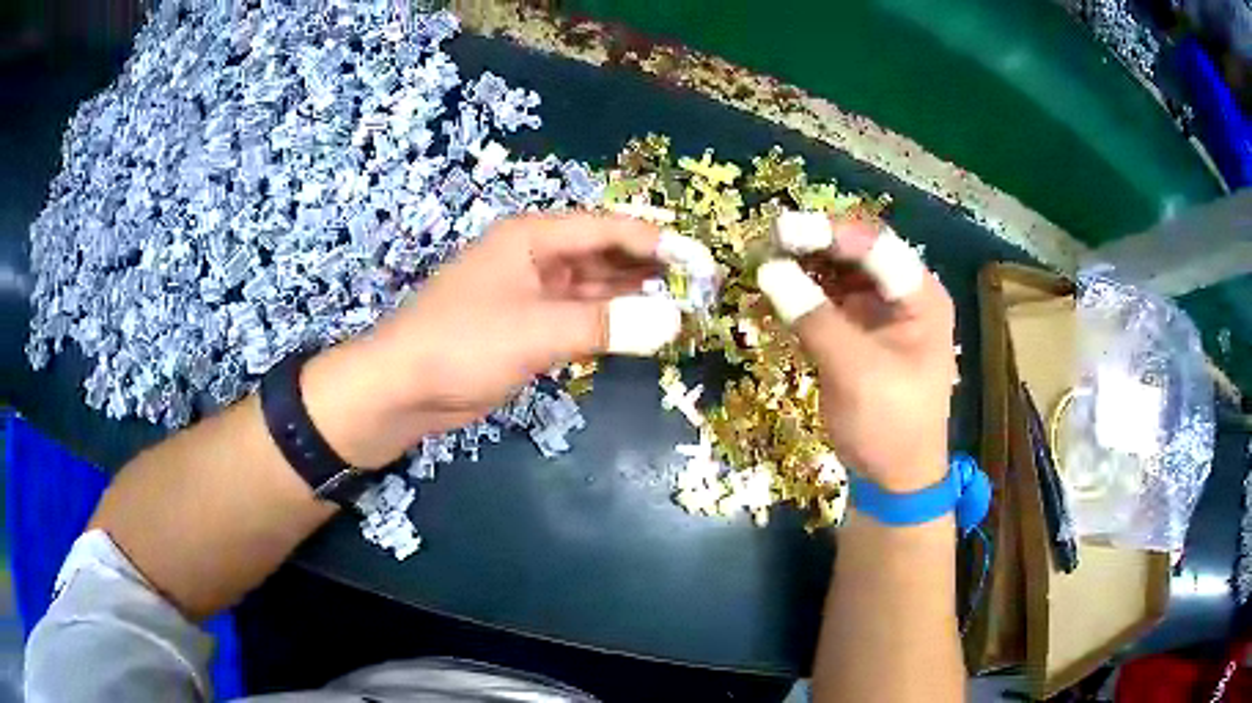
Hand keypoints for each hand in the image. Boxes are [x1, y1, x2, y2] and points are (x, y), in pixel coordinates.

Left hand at [311, 212, 671, 466]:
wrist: (402, 390)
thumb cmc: (461, 345)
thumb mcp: (535, 331)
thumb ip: (606, 325)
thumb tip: (675, 322)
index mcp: (533, 237)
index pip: (610, 229)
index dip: (661, 243)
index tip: (704, 263)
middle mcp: (536, 257)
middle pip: (606, 254)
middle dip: (653, 269)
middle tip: (702, 290)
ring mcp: (532, 293)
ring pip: (596, 288)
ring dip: (635, 298)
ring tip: (684, 311)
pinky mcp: (528, 327)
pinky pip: (580, 317)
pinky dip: (611, 323)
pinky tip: (642, 332)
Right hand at [758, 214, 955, 492]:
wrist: (893, 478)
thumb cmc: (889, 425)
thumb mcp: (856, 371)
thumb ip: (814, 317)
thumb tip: (767, 269)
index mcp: (921, 297)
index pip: (875, 246)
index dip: (827, 233)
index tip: (780, 232)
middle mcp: (903, 296)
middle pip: (856, 254)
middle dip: (811, 246)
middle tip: (764, 244)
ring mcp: (881, 313)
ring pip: (839, 274)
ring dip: (802, 266)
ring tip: (761, 262)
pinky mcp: (859, 332)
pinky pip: (828, 301)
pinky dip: (801, 295)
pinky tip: (772, 292)